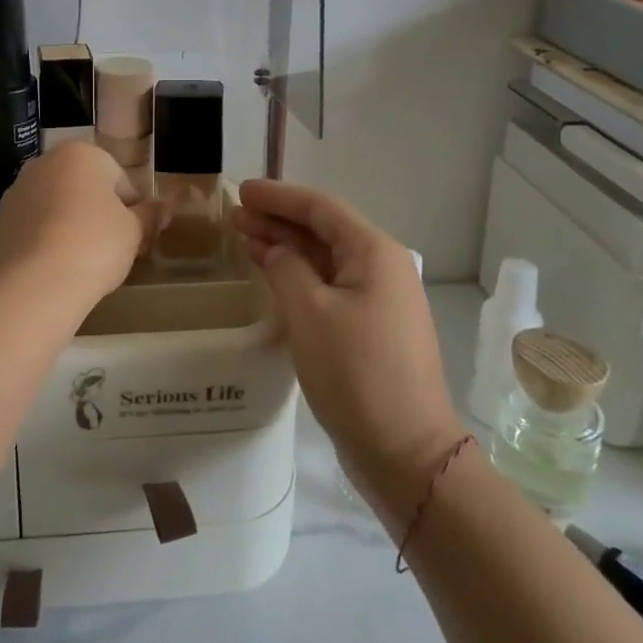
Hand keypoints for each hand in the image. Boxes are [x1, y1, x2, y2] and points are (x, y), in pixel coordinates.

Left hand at [0, 143, 154, 303]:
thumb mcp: (134, 231)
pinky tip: (55, 269)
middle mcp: (43, 164)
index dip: (132, 209)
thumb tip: (165, 209)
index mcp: (80, 154)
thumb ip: (149, 216)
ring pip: (54, 207)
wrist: (36, 283)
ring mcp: (15, 192)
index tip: (136, 236)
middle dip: (97, 213)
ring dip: (69, 226)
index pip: (118, 178)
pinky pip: (31, 229)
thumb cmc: (95, 244)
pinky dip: (44, 242)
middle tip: (112, 249)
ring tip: (82, 262)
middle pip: (82, 188)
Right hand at [233, 179, 462, 526]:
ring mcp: (379, 298)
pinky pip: (330, 285)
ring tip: (246, 238)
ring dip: (287, 247)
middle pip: (324, 230)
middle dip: (279, 220)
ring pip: (325, 258)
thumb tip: (276, 249)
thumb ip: (287, 268)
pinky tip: (273, 273)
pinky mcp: (371, 327)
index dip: (279, 196)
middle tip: (236, 216)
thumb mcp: (311, 313)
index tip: (243, 191)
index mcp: (374, 252)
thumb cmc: (356, 373)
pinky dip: (299, 275)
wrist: (406, 452)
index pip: (321, 208)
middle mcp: (382, 266)